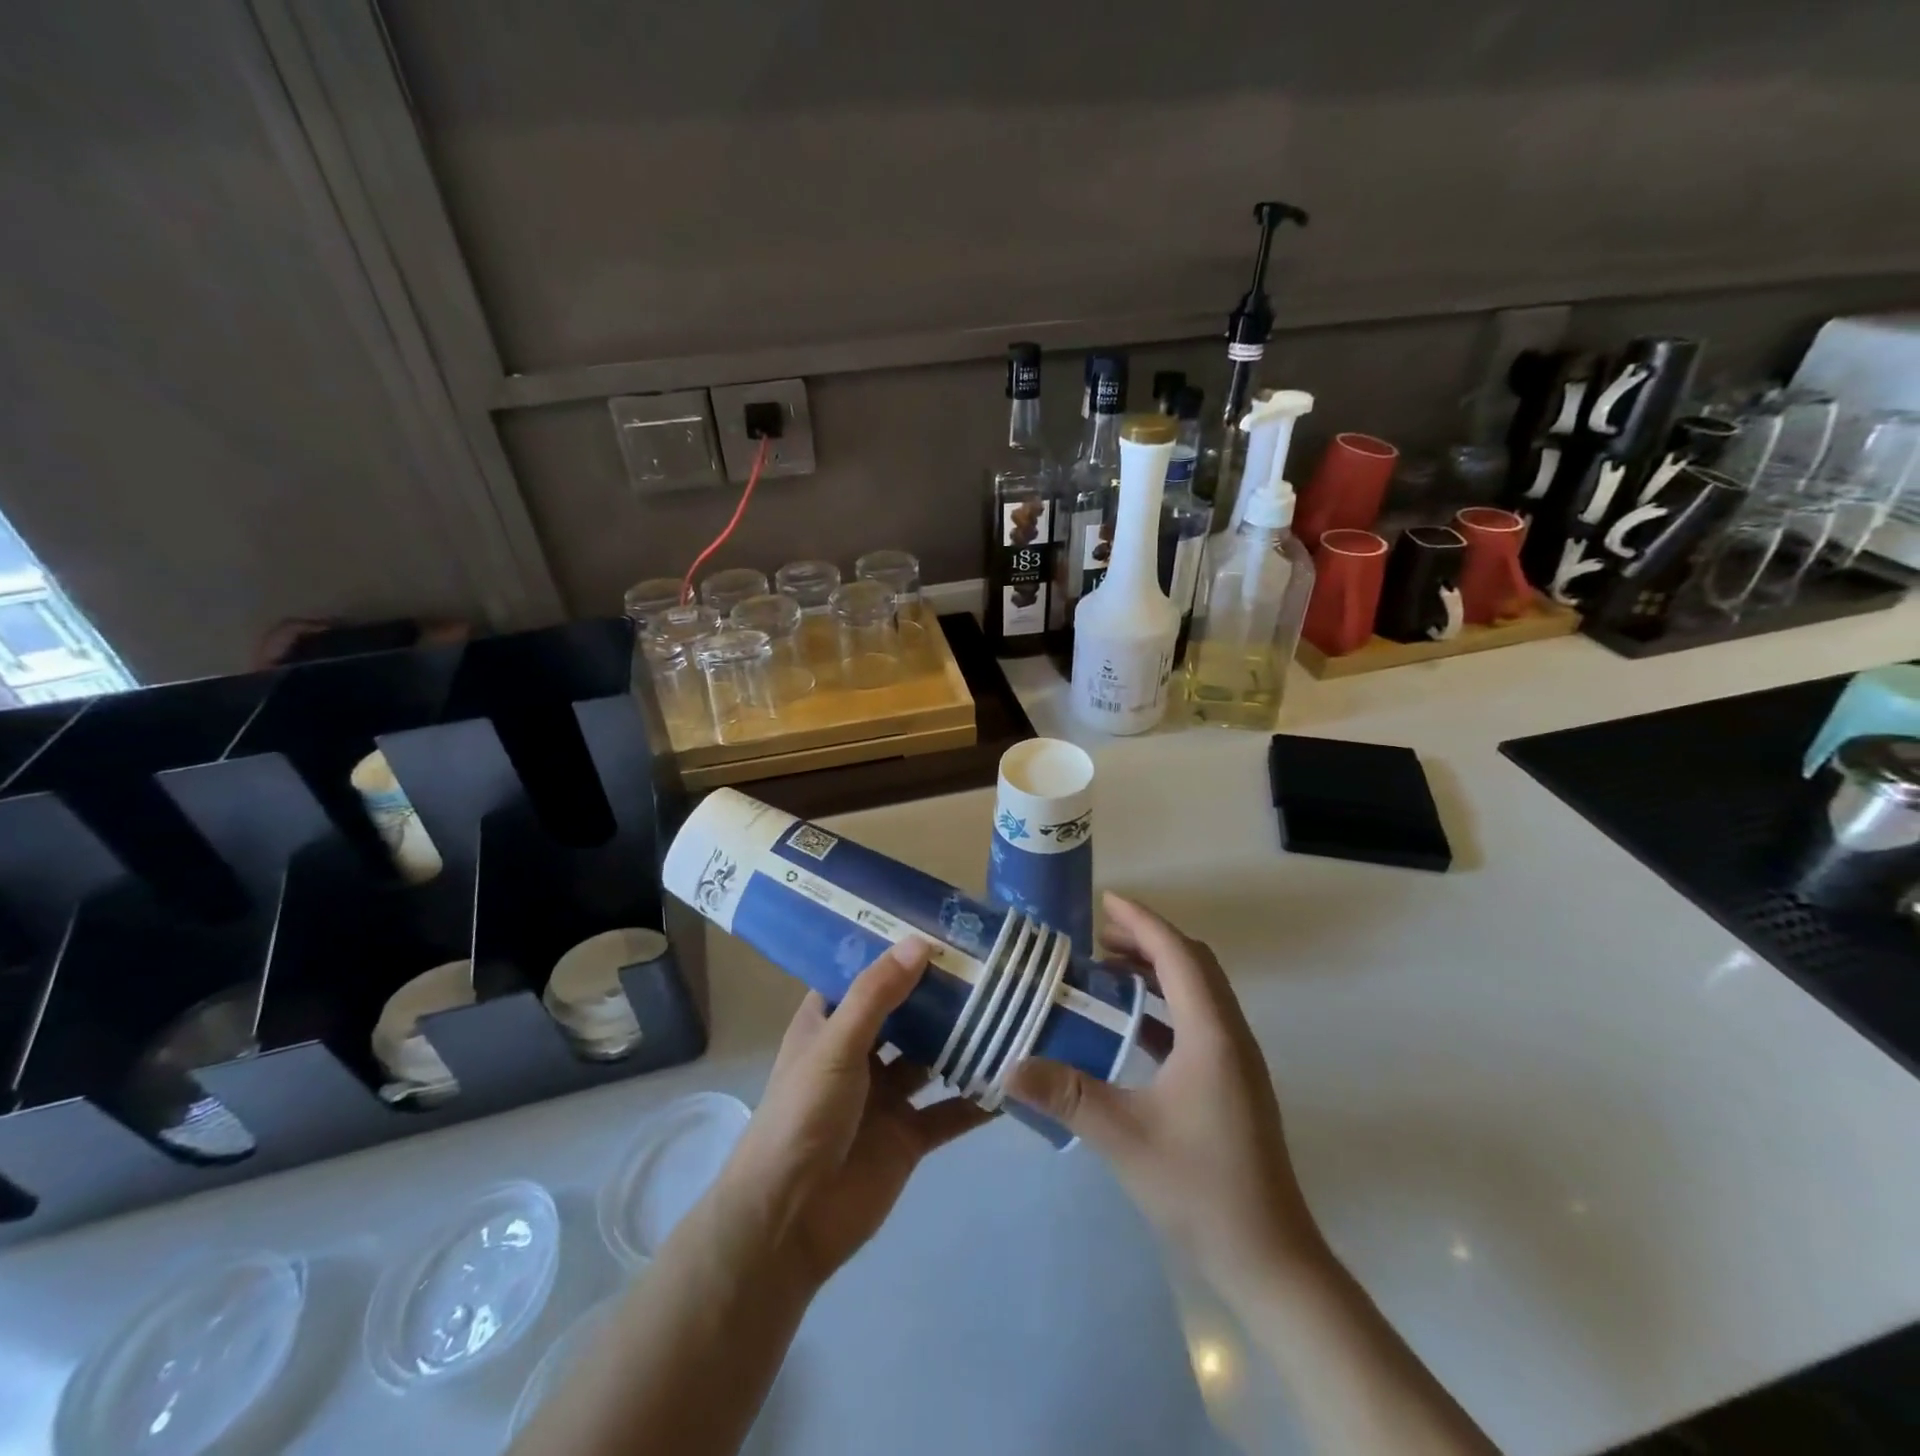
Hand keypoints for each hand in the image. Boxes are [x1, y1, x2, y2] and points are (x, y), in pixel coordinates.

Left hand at [715, 941, 989, 1289]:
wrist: (789, 1220)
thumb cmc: (803, 1114)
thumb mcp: (837, 1043)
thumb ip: (877, 995)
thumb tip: (920, 942)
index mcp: (830, 1024)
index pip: (864, 976)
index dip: (895, 952)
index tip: (939, 925)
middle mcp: (859, 1053)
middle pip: (905, 1015)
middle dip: (940, 994)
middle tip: (989, 963)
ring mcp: (885, 1096)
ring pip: (931, 1059)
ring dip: (963, 1042)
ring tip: (1010, 1010)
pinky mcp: (908, 1136)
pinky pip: (949, 1111)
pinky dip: (976, 1100)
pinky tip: (1012, 1080)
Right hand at [1008, 893, 1322, 1294]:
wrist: (1269, 1258)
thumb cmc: (1200, 1187)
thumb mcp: (1124, 1137)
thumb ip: (1066, 1094)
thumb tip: (1008, 1066)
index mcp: (1211, 1034)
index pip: (1178, 955)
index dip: (1143, 922)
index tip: (1106, 900)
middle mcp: (1230, 1035)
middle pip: (1194, 963)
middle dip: (1149, 939)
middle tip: (1099, 933)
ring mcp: (1236, 1060)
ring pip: (1199, 991)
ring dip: (1159, 970)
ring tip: (1109, 968)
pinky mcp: (1233, 1082)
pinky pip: (1198, 1020)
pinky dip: (1165, 1004)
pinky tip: (1131, 1024)